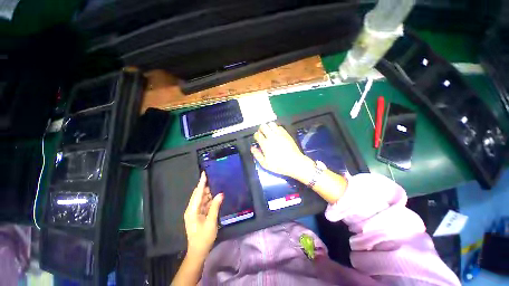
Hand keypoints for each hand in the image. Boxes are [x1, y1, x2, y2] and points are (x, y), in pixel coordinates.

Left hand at [183, 172, 222, 258]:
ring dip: (208, 193)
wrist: (198, 251)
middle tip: (214, 178)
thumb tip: (220, 194)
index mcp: (192, 210)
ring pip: (201, 199)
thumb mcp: (211, 222)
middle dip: (205, 186)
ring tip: (216, 185)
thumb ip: (215, 206)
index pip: (198, 193)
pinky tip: (215, 196)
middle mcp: (191, 209)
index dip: (202, 183)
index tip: (204, 173)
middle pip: (198, 194)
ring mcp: (194, 212)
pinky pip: (203, 204)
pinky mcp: (198, 215)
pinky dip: (209, 199)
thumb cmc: (204, 238)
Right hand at [251, 122, 314, 180]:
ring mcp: (279, 134)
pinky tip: (277, 133)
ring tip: (269, 132)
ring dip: (268, 127)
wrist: (294, 163)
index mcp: (265, 144)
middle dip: (261, 129)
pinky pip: (279, 126)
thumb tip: (252, 147)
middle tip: (262, 133)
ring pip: (271, 124)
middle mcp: (271, 137)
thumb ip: (257, 155)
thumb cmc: (279, 165)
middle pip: (263, 126)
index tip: (257, 138)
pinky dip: (276, 128)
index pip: (257, 134)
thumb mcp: (265, 164)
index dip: (256, 135)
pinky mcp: (286, 134)